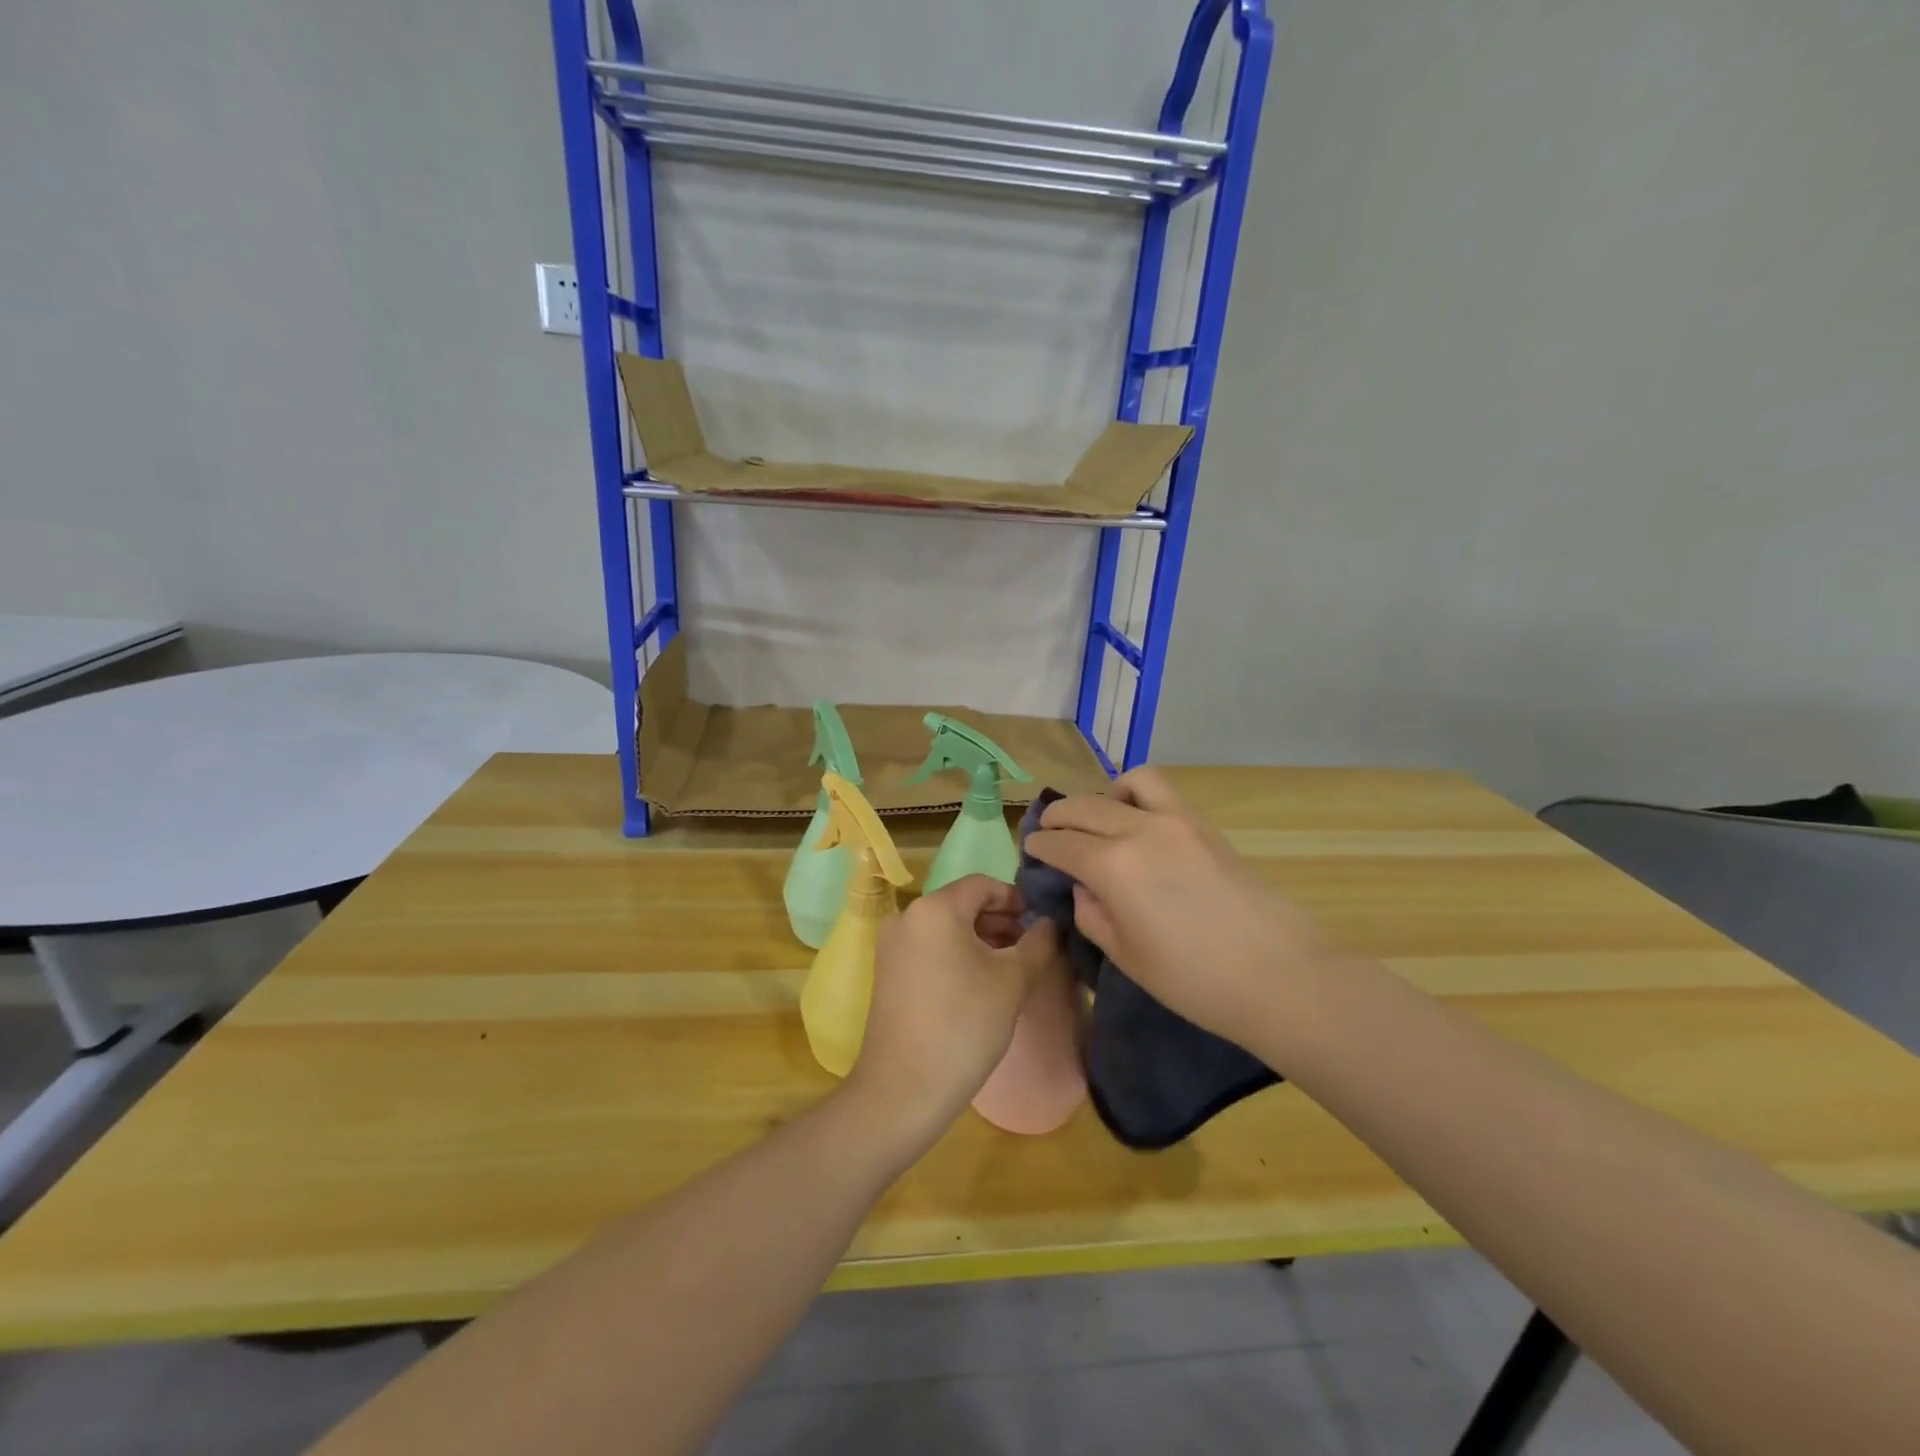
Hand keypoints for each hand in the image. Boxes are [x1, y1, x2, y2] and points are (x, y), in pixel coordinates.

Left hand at [845, 876, 1060, 1143]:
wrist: (904, 1088)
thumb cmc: (964, 1025)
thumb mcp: (1012, 981)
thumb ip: (1038, 944)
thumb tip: (1051, 924)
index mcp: (935, 908)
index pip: (983, 885)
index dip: (1017, 899)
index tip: (1042, 923)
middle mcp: (908, 916)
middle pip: (963, 904)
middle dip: (1000, 921)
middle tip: (1033, 947)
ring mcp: (892, 945)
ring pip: (946, 927)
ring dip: (981, 939)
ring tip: (1013, 966)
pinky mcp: (888, 972)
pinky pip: (930, 948)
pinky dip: (957, 954)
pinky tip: (981, 983)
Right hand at [1023, 768, 1329, 1046]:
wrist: (1278, 975)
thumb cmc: (1194, 980)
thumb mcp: (1126, 956)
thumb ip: (1092, 914)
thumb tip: (1084, 886)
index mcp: (1112, 867)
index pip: (1060, 844)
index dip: (1039, 845)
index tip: (1030, 849)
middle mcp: (1137, 830)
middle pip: (1083, 807)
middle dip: (1058, 817)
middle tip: (1049, 832)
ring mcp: (1174, 821)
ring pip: (1121, 785)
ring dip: (1097, 798)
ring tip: (1094, 819)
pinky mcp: (1201, 824)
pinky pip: (1158, 790)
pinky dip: (1134, 793)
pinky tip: (1134, 817)